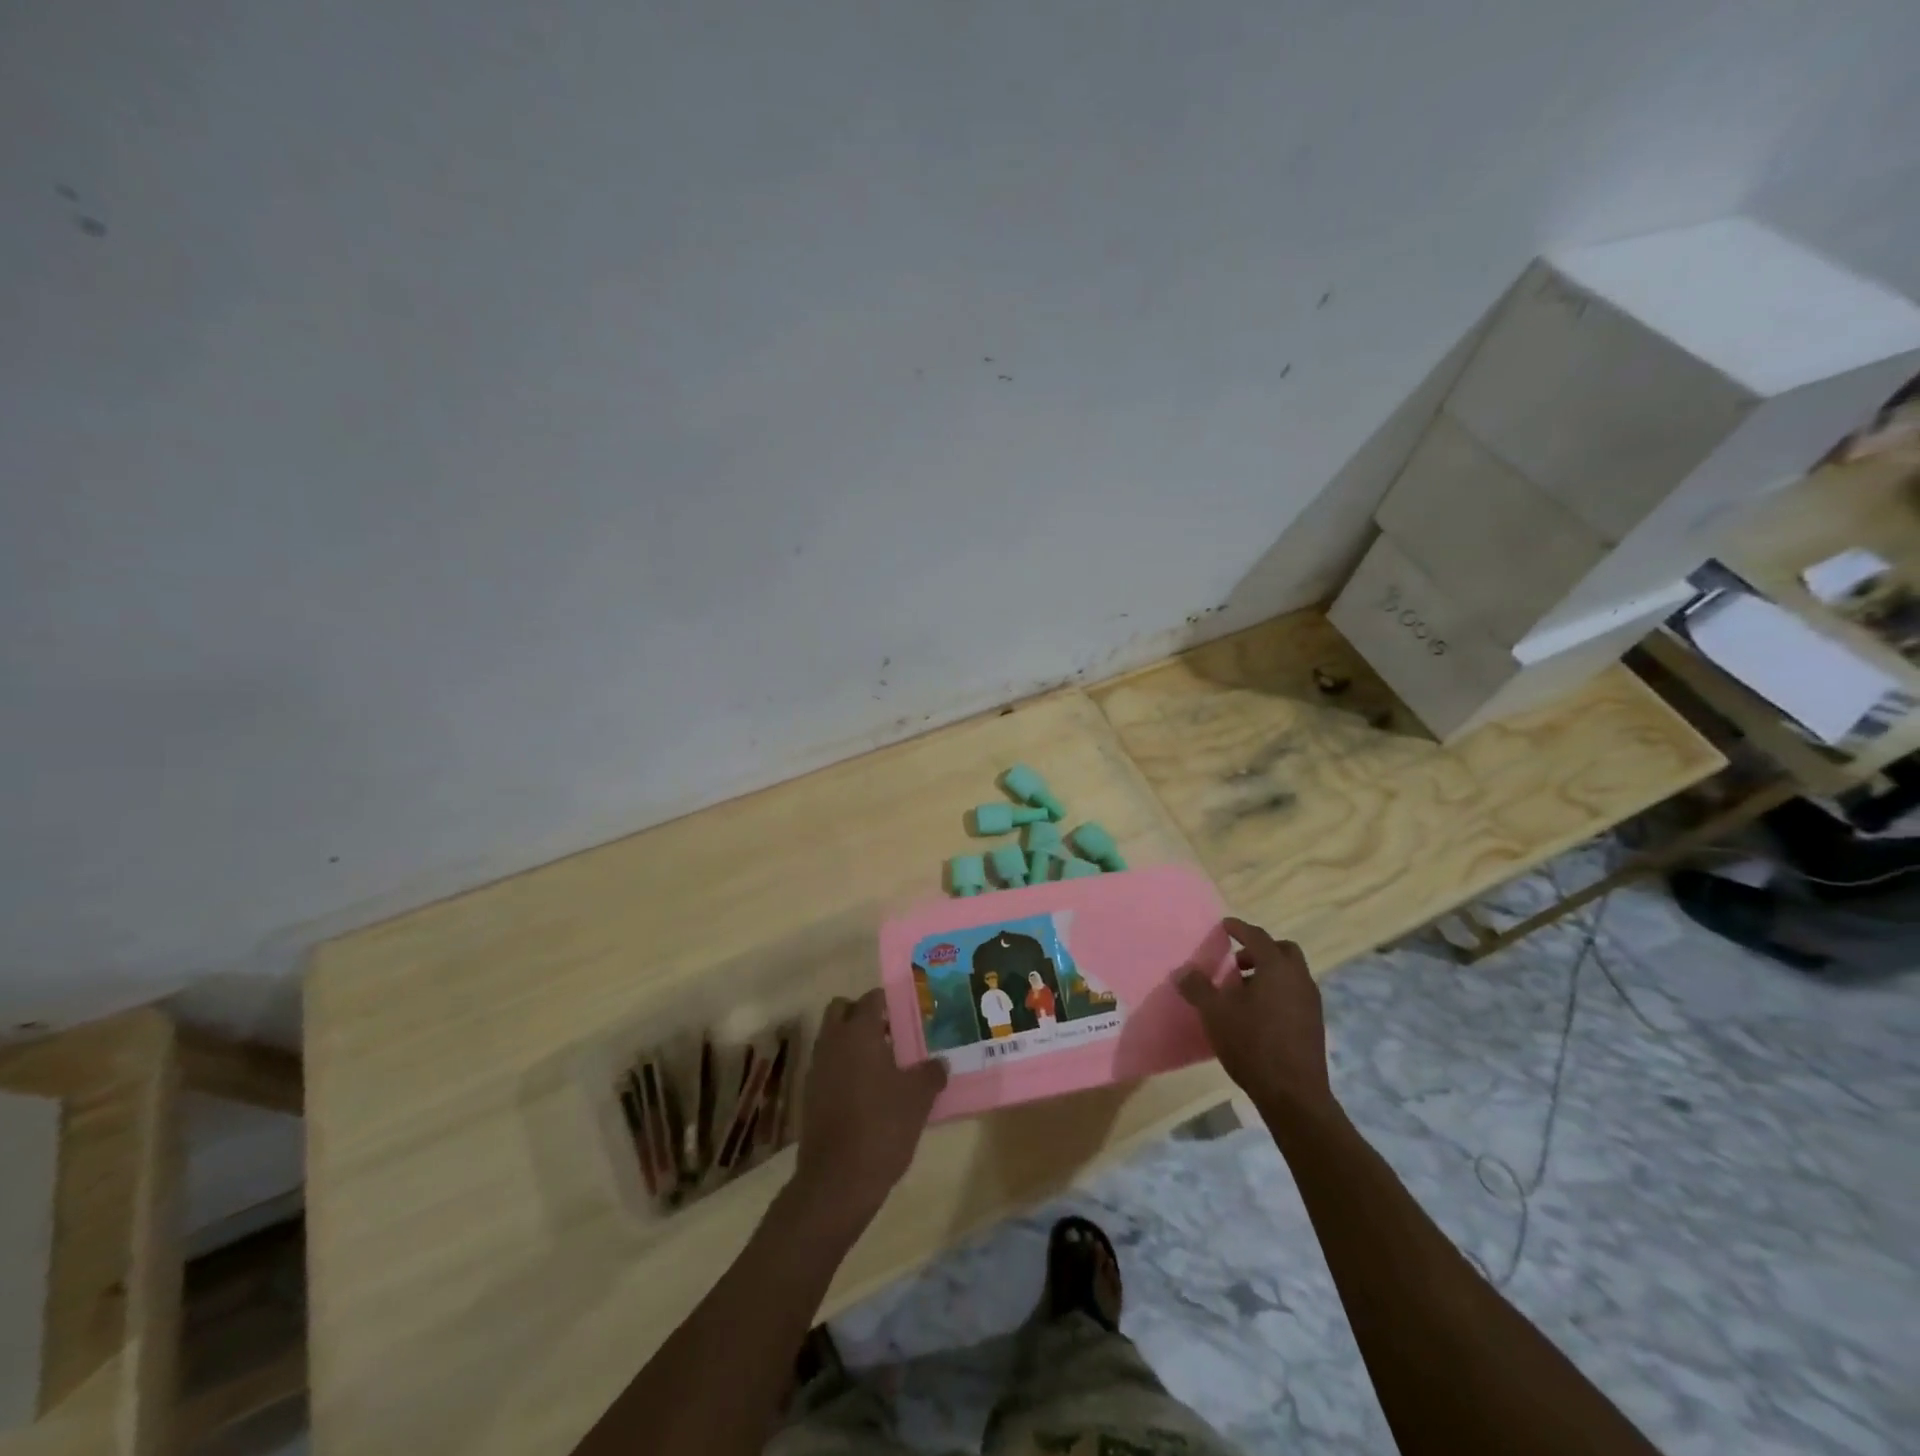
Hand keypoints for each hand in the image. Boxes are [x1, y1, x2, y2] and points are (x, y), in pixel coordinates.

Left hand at [791, 988, 947, 1234]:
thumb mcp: (918, 1098)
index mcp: (859, 1032)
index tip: (909, 1013)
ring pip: (832, 1038)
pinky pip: (827, 1066)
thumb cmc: (882, 1126)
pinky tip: (866, 1092)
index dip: (890, 1001)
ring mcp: (817, 1068)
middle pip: (842, 1010)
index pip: (872, 999)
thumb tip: (941, 1062)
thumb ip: (931, 1073)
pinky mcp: (810, 1095)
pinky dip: (843, 1068)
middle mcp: (833, 1042)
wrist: (837, 1180)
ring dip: (852, 1042)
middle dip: (862, 1015)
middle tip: (890, 1033)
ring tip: (883, 1064)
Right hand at [1178, 917, 1332, 1112]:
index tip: (1225, 925)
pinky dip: (1278, 991)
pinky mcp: (1314, 1024)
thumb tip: (1183, 971)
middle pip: (1283, 950)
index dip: (1239, 928)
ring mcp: (1311, 1002)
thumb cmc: (1252, 1044)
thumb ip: (1198, 987)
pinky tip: (1258, 1013)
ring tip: (1243, 990)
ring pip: (1291, 974)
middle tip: (1237, 963)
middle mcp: (1299, 979)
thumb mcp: (1215, 1013)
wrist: (1294, 1095)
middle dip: (1260, 950)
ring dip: (1269, 972)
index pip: (1258, 936)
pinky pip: (1295, 994)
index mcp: (1277, 968)